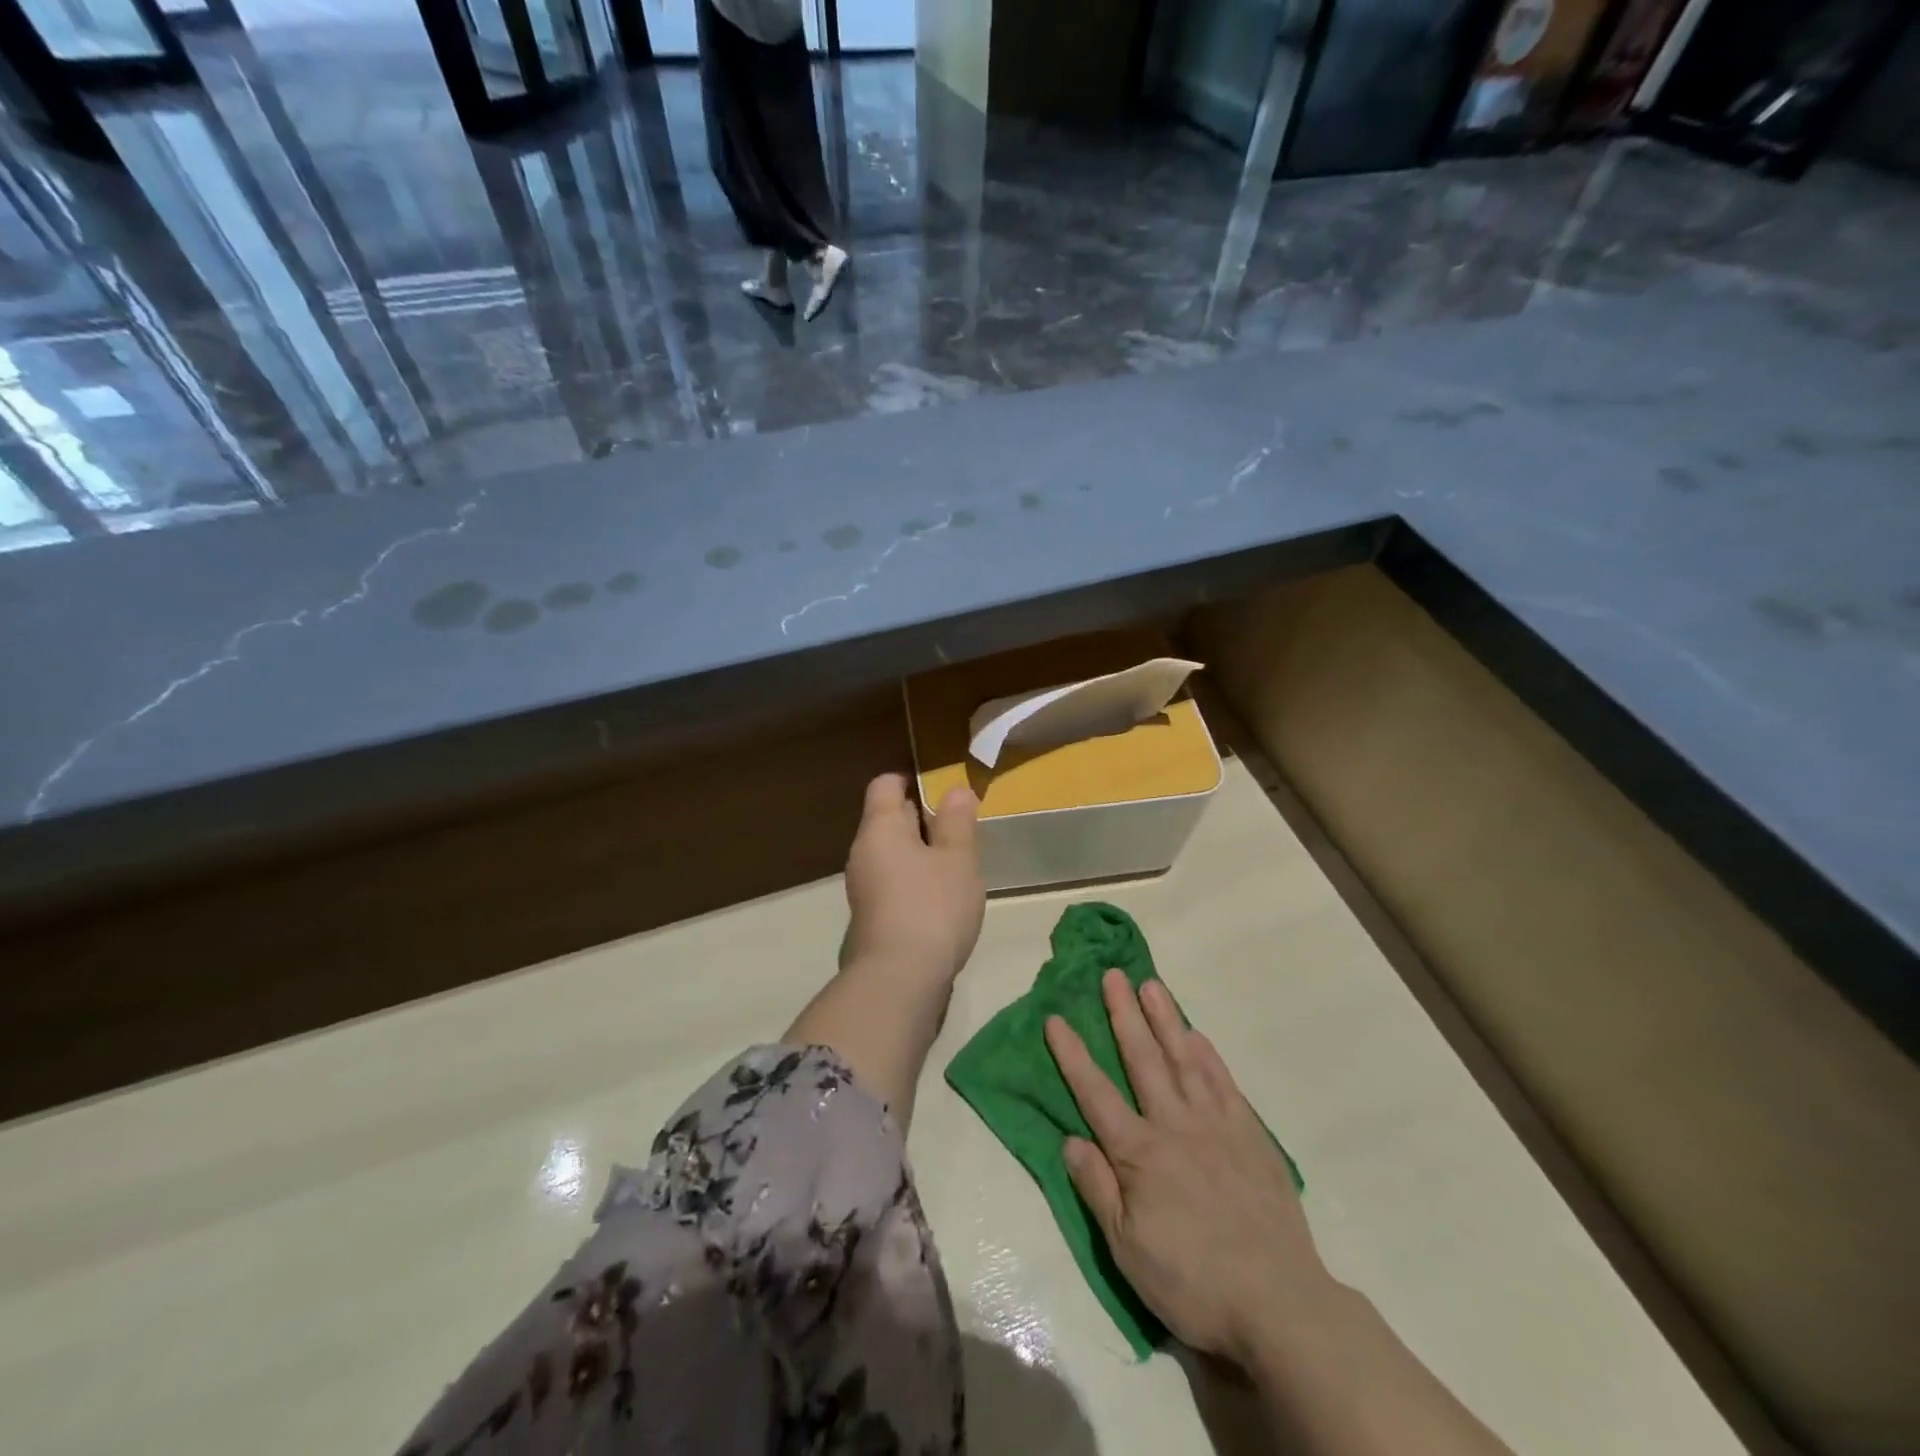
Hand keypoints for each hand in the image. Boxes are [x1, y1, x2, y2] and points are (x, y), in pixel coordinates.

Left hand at [841, 773, 983, 986]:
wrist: (898, 981)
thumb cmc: (932, 907)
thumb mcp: (957, 859)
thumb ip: (957, 822)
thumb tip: (955, 790)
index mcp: (880, 828)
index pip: (885, 786)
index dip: (911, 780)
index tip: (943, 790)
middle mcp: (863, 853)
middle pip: (889, 819)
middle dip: (923, 819)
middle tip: (960, 828)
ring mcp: (863, 888)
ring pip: (893, 854)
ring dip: (921, 854)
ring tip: (957, 864)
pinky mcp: (872, 918)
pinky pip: (894, 883)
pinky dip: (915, 881)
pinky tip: (942, 899)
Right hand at [1046, 971, 1331, 1365]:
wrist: (1279, 1302)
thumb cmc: (1193, 1281)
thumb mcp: (1128, 1249)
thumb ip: (1097, 1189)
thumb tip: (1070, 1139)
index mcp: (1139, 1153)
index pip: (1095, 1093)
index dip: (1072, 1055)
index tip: (1055, 1017)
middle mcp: (1174, 1125)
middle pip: (1142, 1059)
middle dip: (1123, 1014)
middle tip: (1112, 974)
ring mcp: (1216, 1125)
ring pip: (1184, 1059)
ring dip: (1165, 1019)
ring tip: (1151, 985)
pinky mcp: (1250, 1135)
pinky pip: (1224, 1083)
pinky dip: (1208, 1055)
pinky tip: (1197, 1035)